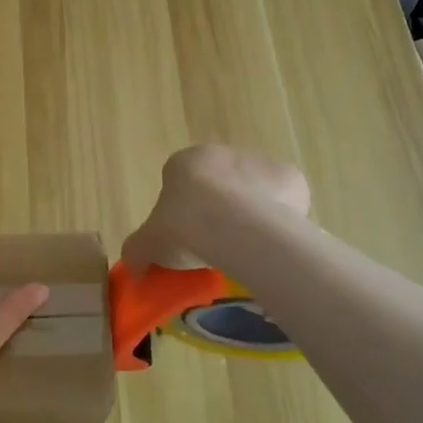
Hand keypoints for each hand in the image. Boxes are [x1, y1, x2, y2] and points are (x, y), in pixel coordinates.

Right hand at [122, 145, 310, 272]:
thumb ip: (137, 251)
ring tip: (247, 251)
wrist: (234, 225)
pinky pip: (284, 201)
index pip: (182, 184)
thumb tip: (132, 268)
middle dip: (219, 210)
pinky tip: (274, 244)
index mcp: (184, 163)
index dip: (184, 213)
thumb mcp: (148, 244)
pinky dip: (281, 220)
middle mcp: (222, 154)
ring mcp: (259, 162)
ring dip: (251, 214)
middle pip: (221, 184)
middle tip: (218, 245)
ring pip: (253, 192)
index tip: (188, 239)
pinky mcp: (290, 178)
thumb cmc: (183, 227)